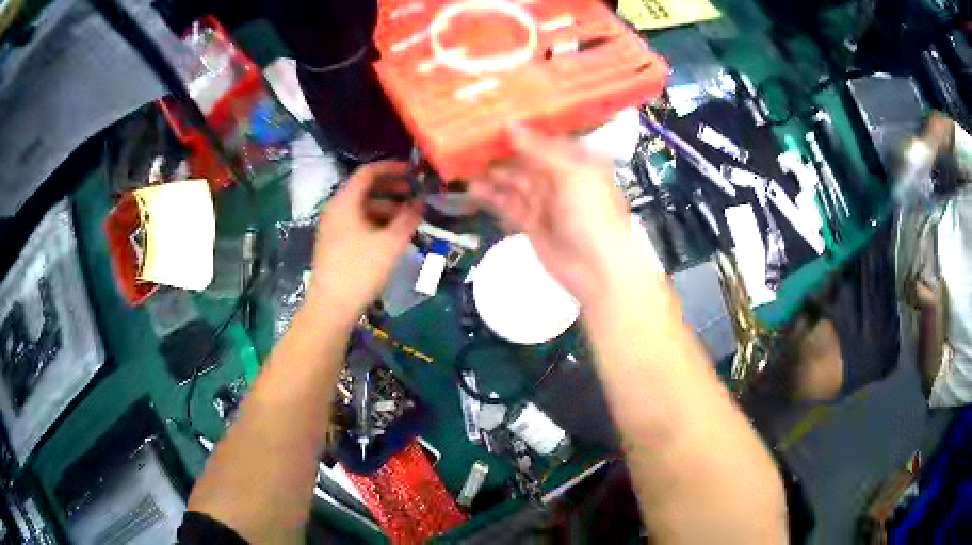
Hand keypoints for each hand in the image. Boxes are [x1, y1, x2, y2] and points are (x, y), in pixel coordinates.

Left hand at [307, 161, 422, 324]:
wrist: (331, 306)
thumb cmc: (360, 270)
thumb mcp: (390, 243)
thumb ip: (408, 218)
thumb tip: (422, 202)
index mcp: (345, 202)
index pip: (368, 172)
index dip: (392, 168)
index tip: (414, 172)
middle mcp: (335, 209)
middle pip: (364, 189)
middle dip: (392, 189)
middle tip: (416, 195)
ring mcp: (333, 228)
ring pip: (362, 208)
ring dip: (386, 208)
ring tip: (409, 218)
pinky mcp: (334, 244)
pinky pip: (357, 223)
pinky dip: (376, 222)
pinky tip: (392, 236)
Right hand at [469, 126, 646, 304]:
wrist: (597, 269)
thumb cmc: (593, 215)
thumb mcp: (570, 174)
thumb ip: (538, 150)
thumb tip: (510, 124)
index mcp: (578, 161)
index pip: (547, 139)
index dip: (522, 130)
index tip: (495, 119)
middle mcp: (561, 178)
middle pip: (526, 159)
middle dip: (501, 151)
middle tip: (470, 139)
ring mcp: (546, 201)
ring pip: (514, 181)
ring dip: (491, 173)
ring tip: (465, 162)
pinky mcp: (532, 222)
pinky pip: (508, 204)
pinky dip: (492, 196)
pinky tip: (474, 188)